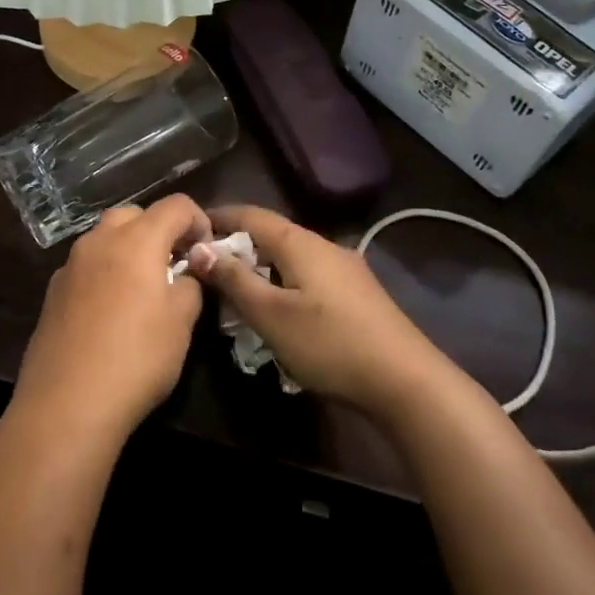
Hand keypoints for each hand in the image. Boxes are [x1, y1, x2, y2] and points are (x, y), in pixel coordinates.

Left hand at [14, 194, 211, 444]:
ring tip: (144, 288)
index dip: (198, 220)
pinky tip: (111, 312)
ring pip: (105, 238)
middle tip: (174, 265)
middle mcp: (100, 241)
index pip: (175, 205)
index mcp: (137, 240)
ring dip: (129, 249)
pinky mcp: (53, 292)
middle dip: (159, 230)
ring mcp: (70, 265)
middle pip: (134, 214)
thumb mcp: (182, 322)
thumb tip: (186, 273)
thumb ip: (191, 284)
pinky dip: (105, 273)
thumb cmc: (137, 357)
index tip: (206, 252)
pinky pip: (87, 266)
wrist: (67, 403)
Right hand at [187, 205, 448, 420]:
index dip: (218, 217)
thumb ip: (234, 280)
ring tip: (235, 291)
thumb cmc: (329, 343)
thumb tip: (199, 249)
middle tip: (206, 268)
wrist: (405, 380)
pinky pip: (308, 275)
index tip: (189, 229)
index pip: (251, 214)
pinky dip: (282, 282)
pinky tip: (277, 309)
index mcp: (300, 242)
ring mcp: (345, 268)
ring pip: (291, 256)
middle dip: (237, 246)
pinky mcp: (356, 292)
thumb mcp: (271, 315)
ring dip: (260, 267)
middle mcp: (324, 245)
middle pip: (271, 234)